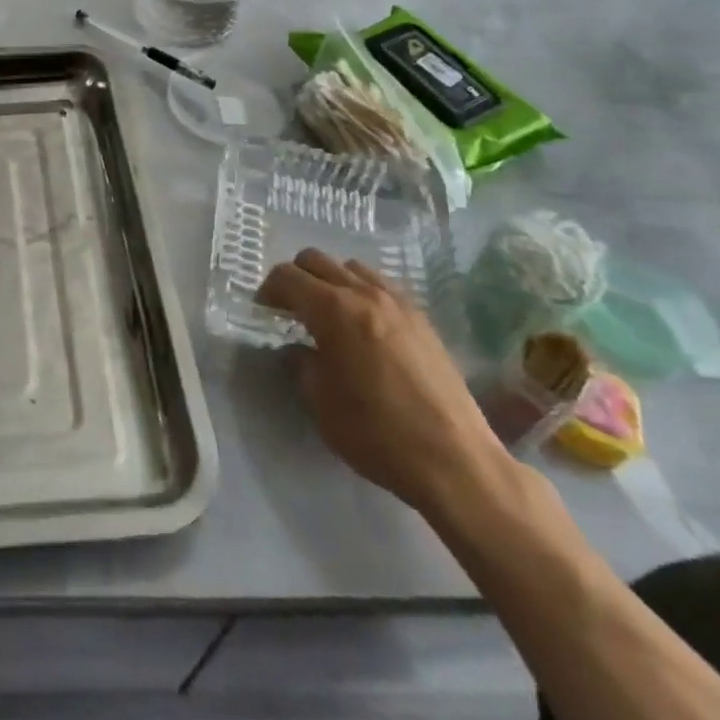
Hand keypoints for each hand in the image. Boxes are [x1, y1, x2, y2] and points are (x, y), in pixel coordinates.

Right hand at [258, 250, 513, 518]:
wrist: (454, 460)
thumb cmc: (376, 433)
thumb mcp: (320, 402)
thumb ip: (301, 363)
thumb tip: (297, 348)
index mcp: (333, 310)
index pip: (287, 276)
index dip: (268, 289)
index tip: (264, 311)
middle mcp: (364, 293)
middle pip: (316, 259)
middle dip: (296, 278)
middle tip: (290, 310)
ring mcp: (398, 302)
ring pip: (351, 267)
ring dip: (331, 281)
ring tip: (329, 315)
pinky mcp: (421, 318)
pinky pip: (381, 285)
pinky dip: (361, 292)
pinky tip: (364, 326)